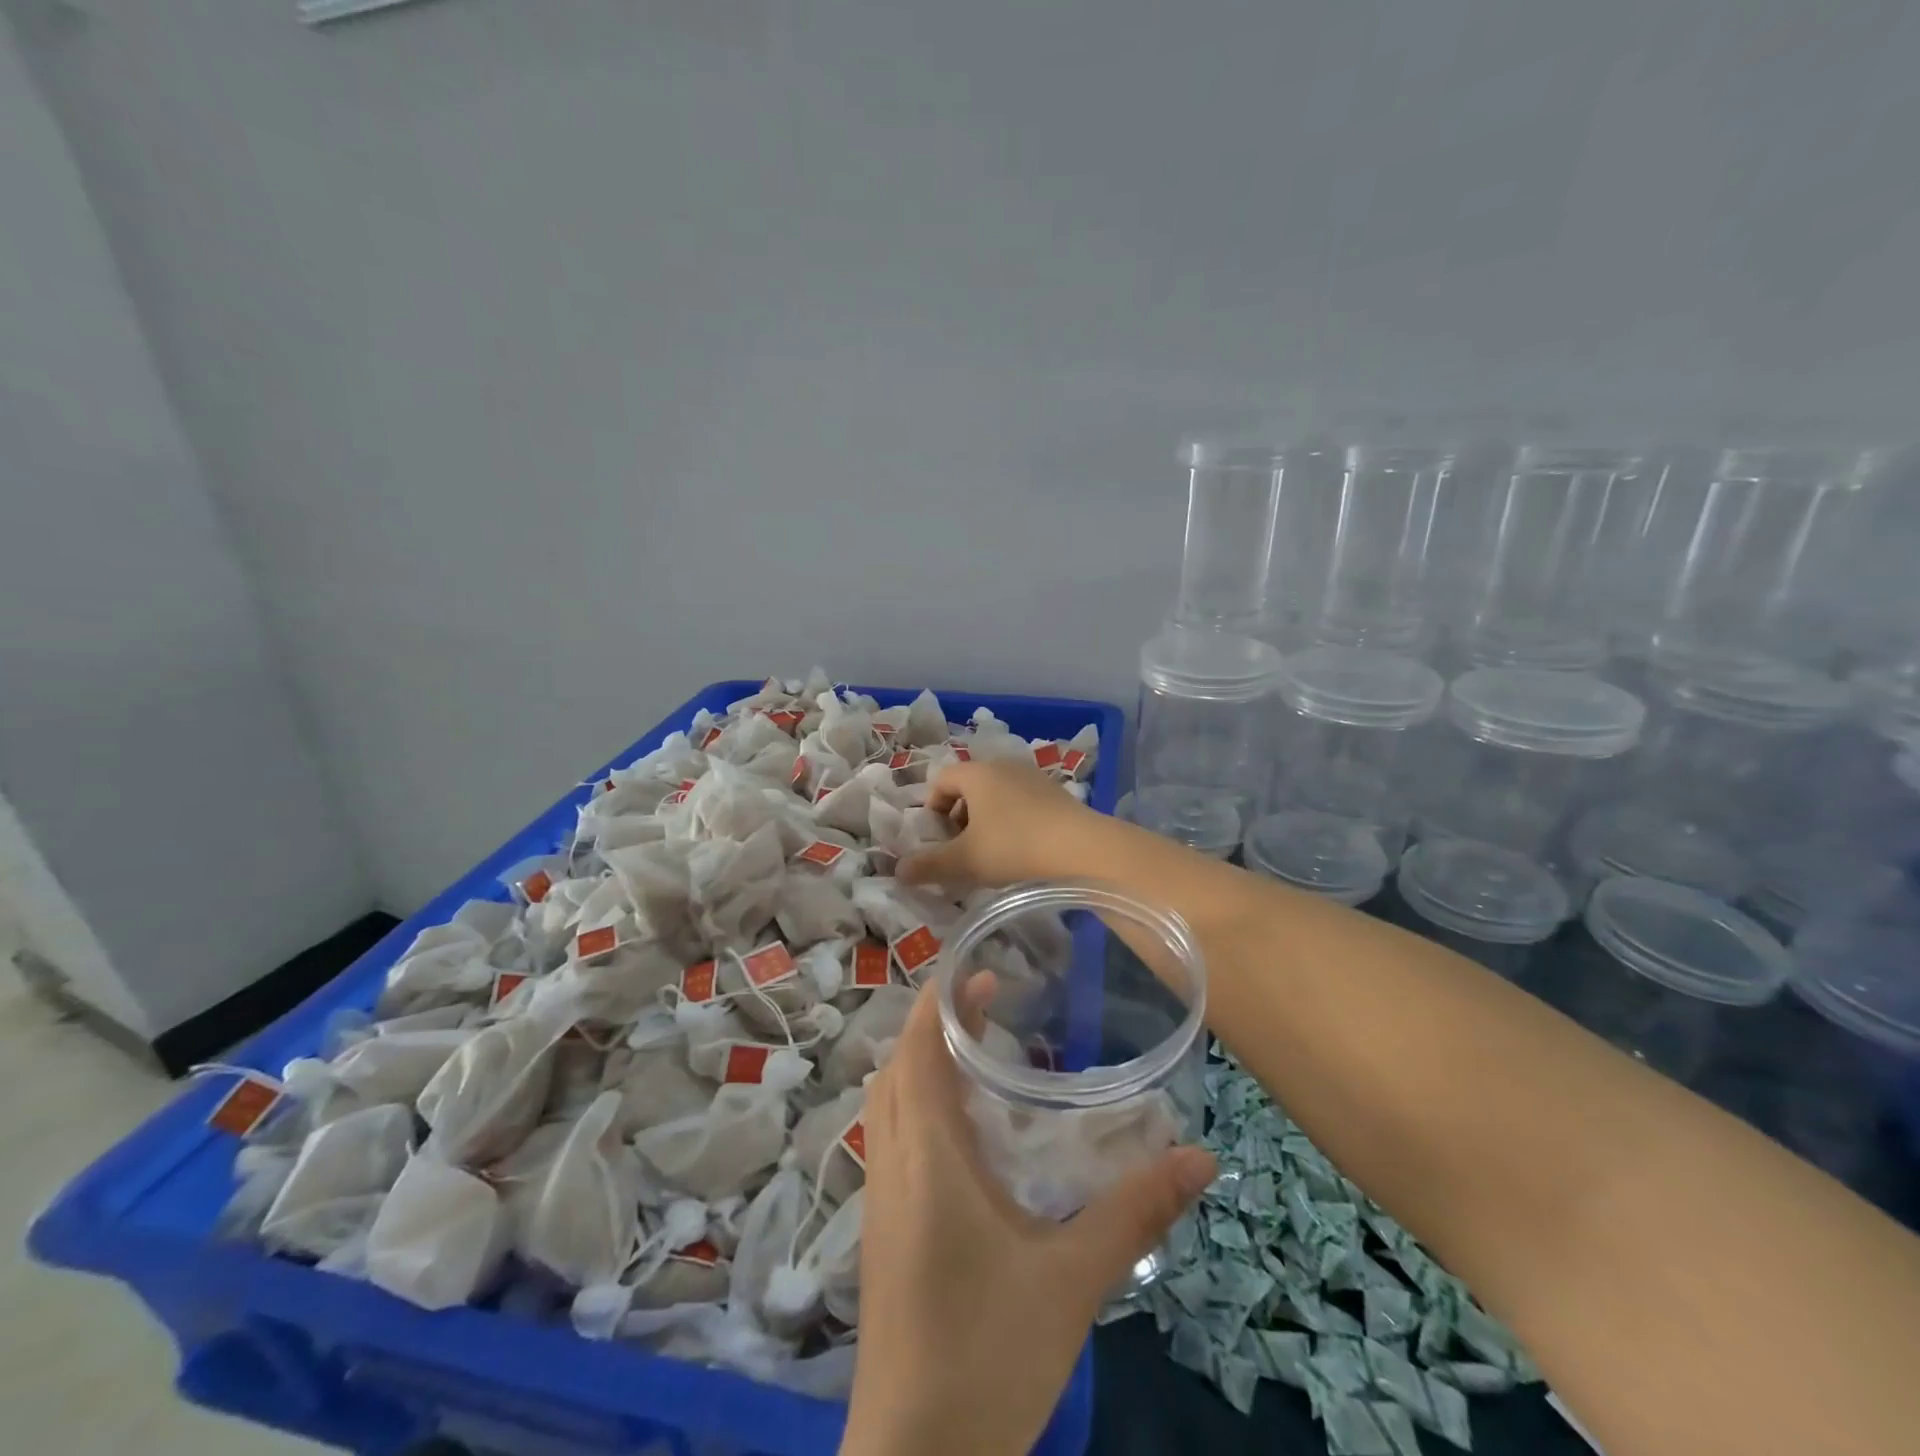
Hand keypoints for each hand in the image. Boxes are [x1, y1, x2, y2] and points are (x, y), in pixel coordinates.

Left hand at [841, 982, 1215, 1455]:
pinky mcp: (880, 1229)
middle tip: (991, 1005)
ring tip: (976, 1053)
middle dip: (936, 1023)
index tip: (982, 972)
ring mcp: (879, 1197)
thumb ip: (1134, 1213)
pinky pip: (889, 1137)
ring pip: (887, 1101)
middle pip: (897, 1066)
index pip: (916, 1050)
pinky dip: (917, 1104)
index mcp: (926, 1156)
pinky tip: (960, 1131)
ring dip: (922, 1062)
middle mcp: (891, 1162)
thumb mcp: (1072, 1281)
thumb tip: (1201, 1158)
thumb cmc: (989, 1356)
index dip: (942, 1001)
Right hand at [897, 760, 1103, 890]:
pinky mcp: (1057, 793)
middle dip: (958, 817)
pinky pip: (1021, 802)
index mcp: (977, 773)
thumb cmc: (1015, 848)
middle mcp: (1004, 765)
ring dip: (986, 820)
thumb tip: (899, 870)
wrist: (1083, 848)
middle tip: (962, 849)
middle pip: (969, 786)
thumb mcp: (965, 861)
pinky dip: (1012, 821)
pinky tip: (1022, 850)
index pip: (941, 780)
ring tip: (991, 853)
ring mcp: (1033, 777)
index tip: (937, 840)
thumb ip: (928, 865)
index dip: (931, 810)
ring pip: (996, 795)